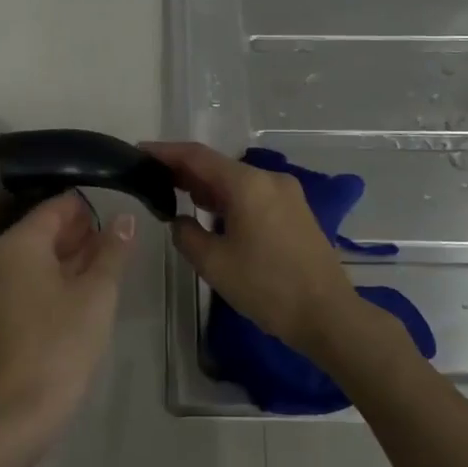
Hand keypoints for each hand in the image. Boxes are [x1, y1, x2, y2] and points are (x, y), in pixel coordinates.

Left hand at [0, 193, 134, 438]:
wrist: (11, 415)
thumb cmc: (59, 345)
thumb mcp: (97, 295)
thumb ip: (112, 252)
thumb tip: (124, 218)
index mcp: (18, 244)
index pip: (55, 208)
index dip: (86, 208)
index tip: (114, 216)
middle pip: (41, 233)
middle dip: (77, 235)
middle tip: (113, 243)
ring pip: (31, 262)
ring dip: (64, 261)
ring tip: (100, 269)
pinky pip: (20, 287)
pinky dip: (47, 284)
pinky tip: (73, 299)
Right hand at [144, 142, 377, 364]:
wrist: (328, 315)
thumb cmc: (267, 287)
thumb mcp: (213, 264)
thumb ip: (186, 234)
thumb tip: (180, 220)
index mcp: (247, 184)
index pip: (197, 156)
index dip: (165, 152)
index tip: (139, 152)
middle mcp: (269, 179)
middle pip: (218, 165)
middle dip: (184, 171)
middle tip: (152, 179)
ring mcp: (287, 194)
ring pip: (237, 181)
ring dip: (207, 187)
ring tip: (176, 196)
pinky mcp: (296, 211)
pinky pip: (254, 194)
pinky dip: (229, 199)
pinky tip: (212, 215)